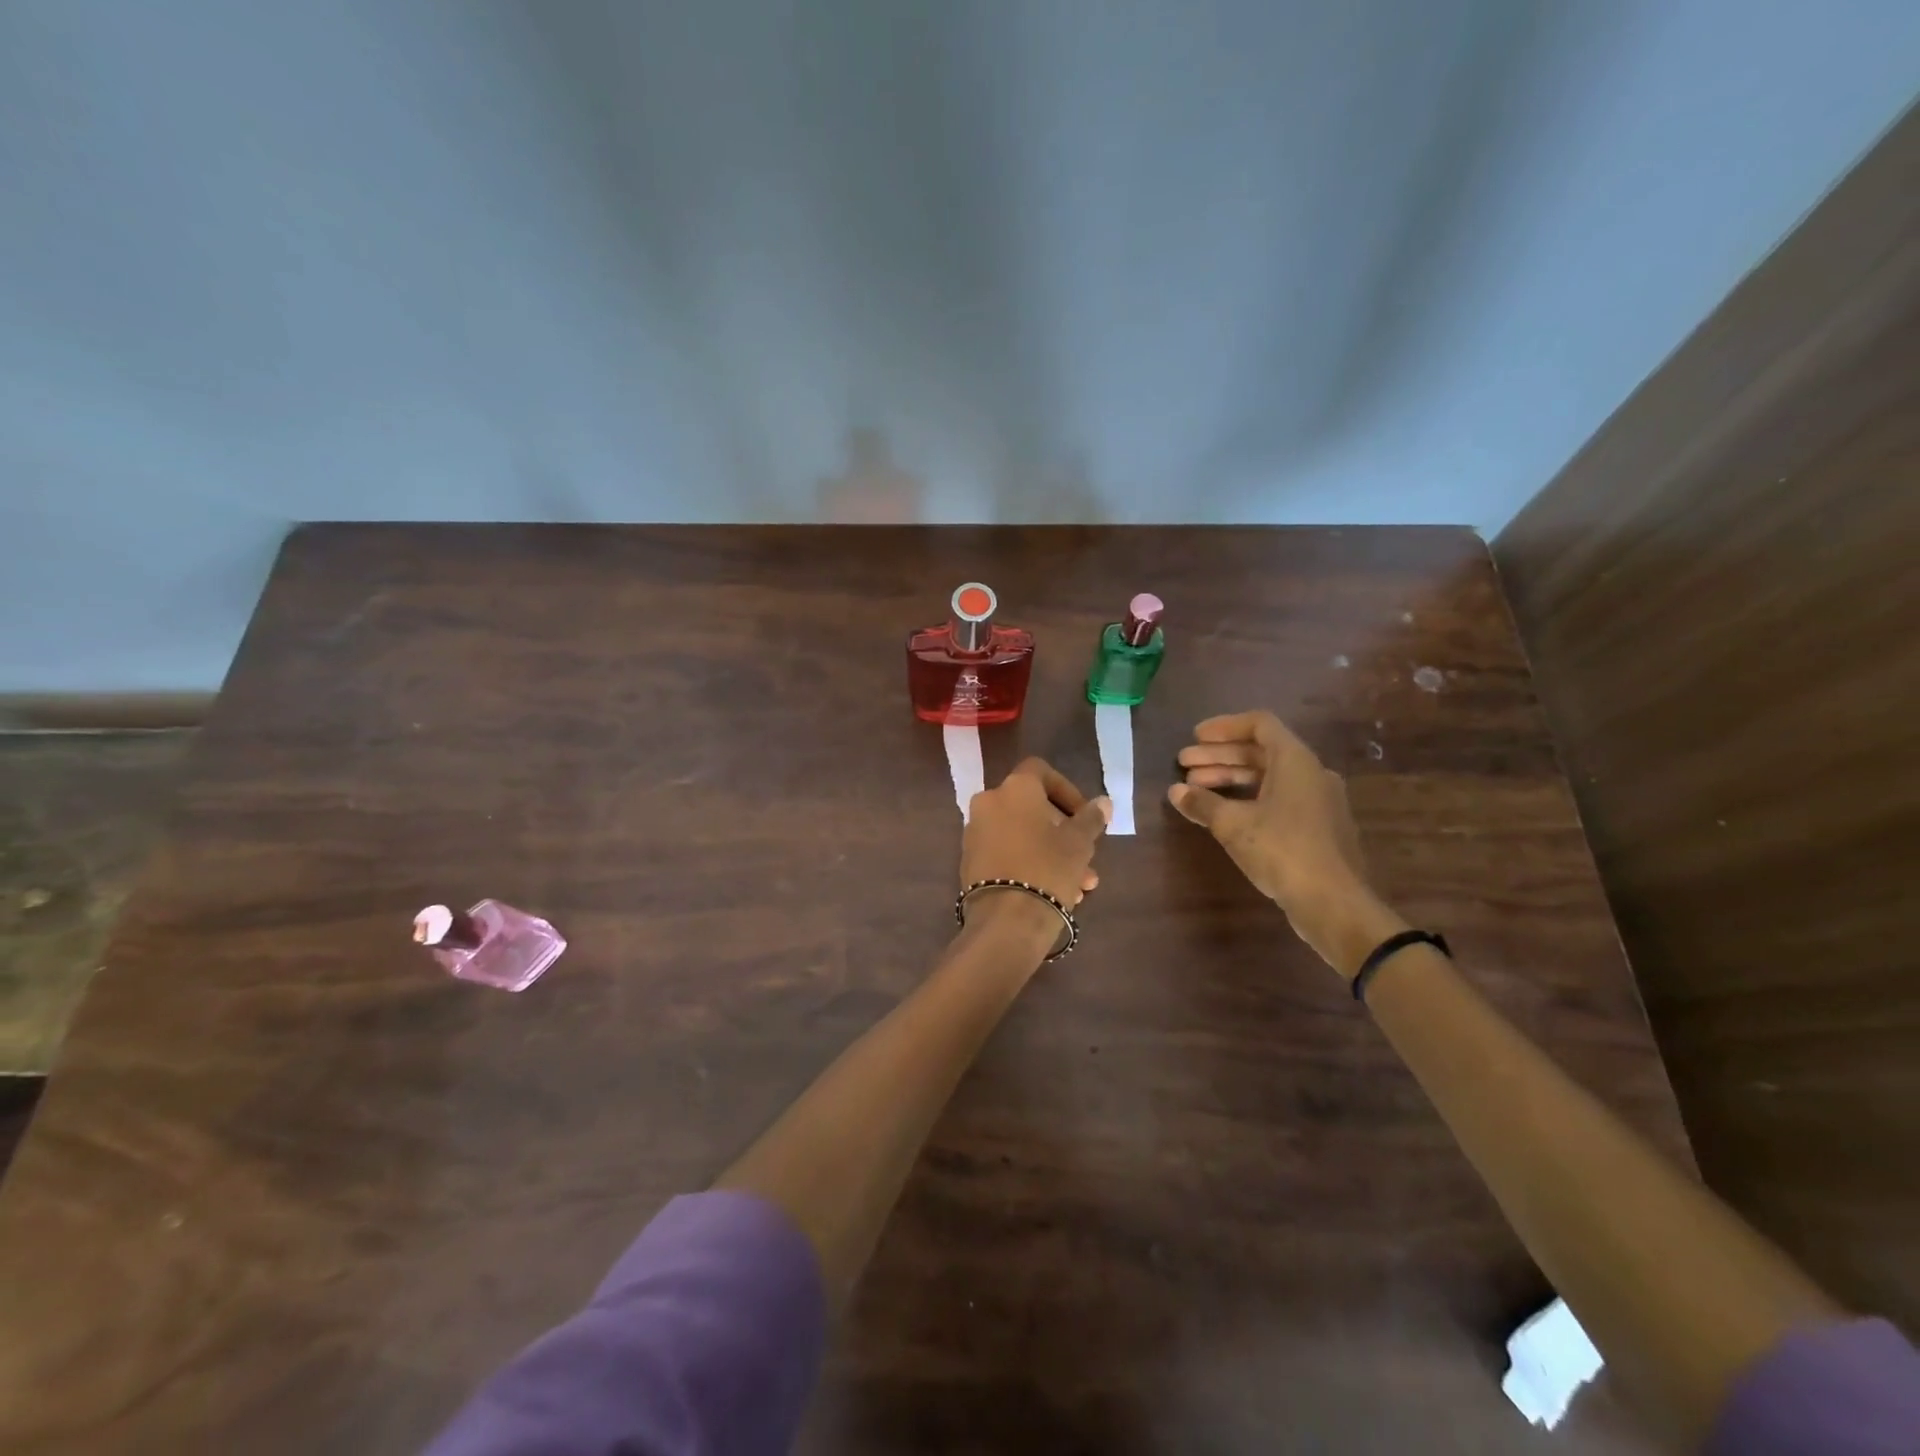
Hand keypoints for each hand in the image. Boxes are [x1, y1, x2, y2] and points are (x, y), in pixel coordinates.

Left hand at [961, 758, 1109, 911]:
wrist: (1005, 921)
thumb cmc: (1047, 869)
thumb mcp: (1079, 843)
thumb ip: (1091, 818)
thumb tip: (1103, 803)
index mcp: (1014, 789)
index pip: (1041, 771)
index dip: (1067, 790)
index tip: (1084, 816)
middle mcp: (988, 803)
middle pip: (1032, 808)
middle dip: (1063, 832)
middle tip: (1087, 857)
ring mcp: (975, 833)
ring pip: (1022, 835)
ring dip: (1052, 853)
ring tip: (1081, 886)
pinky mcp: (970, 862)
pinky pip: (1007, 854)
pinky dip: (1029, 864)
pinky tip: (1055, 893)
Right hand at [1169, 711, 1399, 974]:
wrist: (1333, 902)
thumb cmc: (1282, 850)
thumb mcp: (1233, 825)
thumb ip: (1202, 803)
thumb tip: (1175, 792)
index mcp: (1295, 761)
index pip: (1259, 724)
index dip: (1224, 727)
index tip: (1195, 738)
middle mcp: (1311, 773)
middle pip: (1260, 752)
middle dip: (1219, 757)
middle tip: (1184, 766)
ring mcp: (1318, 801)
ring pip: (1268, 777)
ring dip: (1230, 778)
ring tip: (1195, 790)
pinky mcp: (1318, 827)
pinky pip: (1278, 799)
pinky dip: (1249, 798)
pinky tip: (1224, 815)